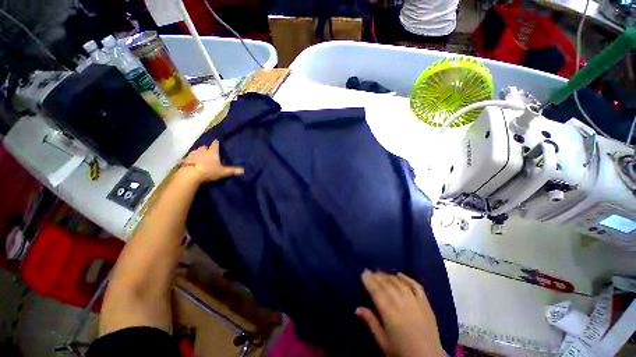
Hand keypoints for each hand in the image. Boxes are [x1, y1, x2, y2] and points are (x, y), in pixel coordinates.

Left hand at [181, 140, 243, 181]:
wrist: (191, 174)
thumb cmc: (209, 171)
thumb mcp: (223, 172)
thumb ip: (232, 171)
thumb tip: (243, 170)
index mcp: (212, 152)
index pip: (215, 145)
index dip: (216, 143)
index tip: (217, 141)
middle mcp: (202, 151)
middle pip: (204, 147)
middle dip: (206, 149)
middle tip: (209, 152)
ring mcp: (193, 154)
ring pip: (196, 151)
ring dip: (199, 153)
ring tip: (201, 157)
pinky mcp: (185, 160)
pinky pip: (189, 158)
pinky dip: (191, 159)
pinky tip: (192, 162)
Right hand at [356, 271, 444, 356]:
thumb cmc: (402, 352)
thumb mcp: (383, 342)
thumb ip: (371, 322)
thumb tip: (357, 308)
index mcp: (390, 314)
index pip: (377, 292)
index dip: (369, 281)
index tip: (363, 272)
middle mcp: (402, 304)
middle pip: (387, 285)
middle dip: (376, 276)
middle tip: (369, 271)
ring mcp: (415, 302)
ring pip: (399, 283)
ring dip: (388, 276)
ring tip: (381, 273)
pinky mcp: (425, 303)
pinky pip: (416, 286)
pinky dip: (407, 278)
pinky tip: (399, 274)